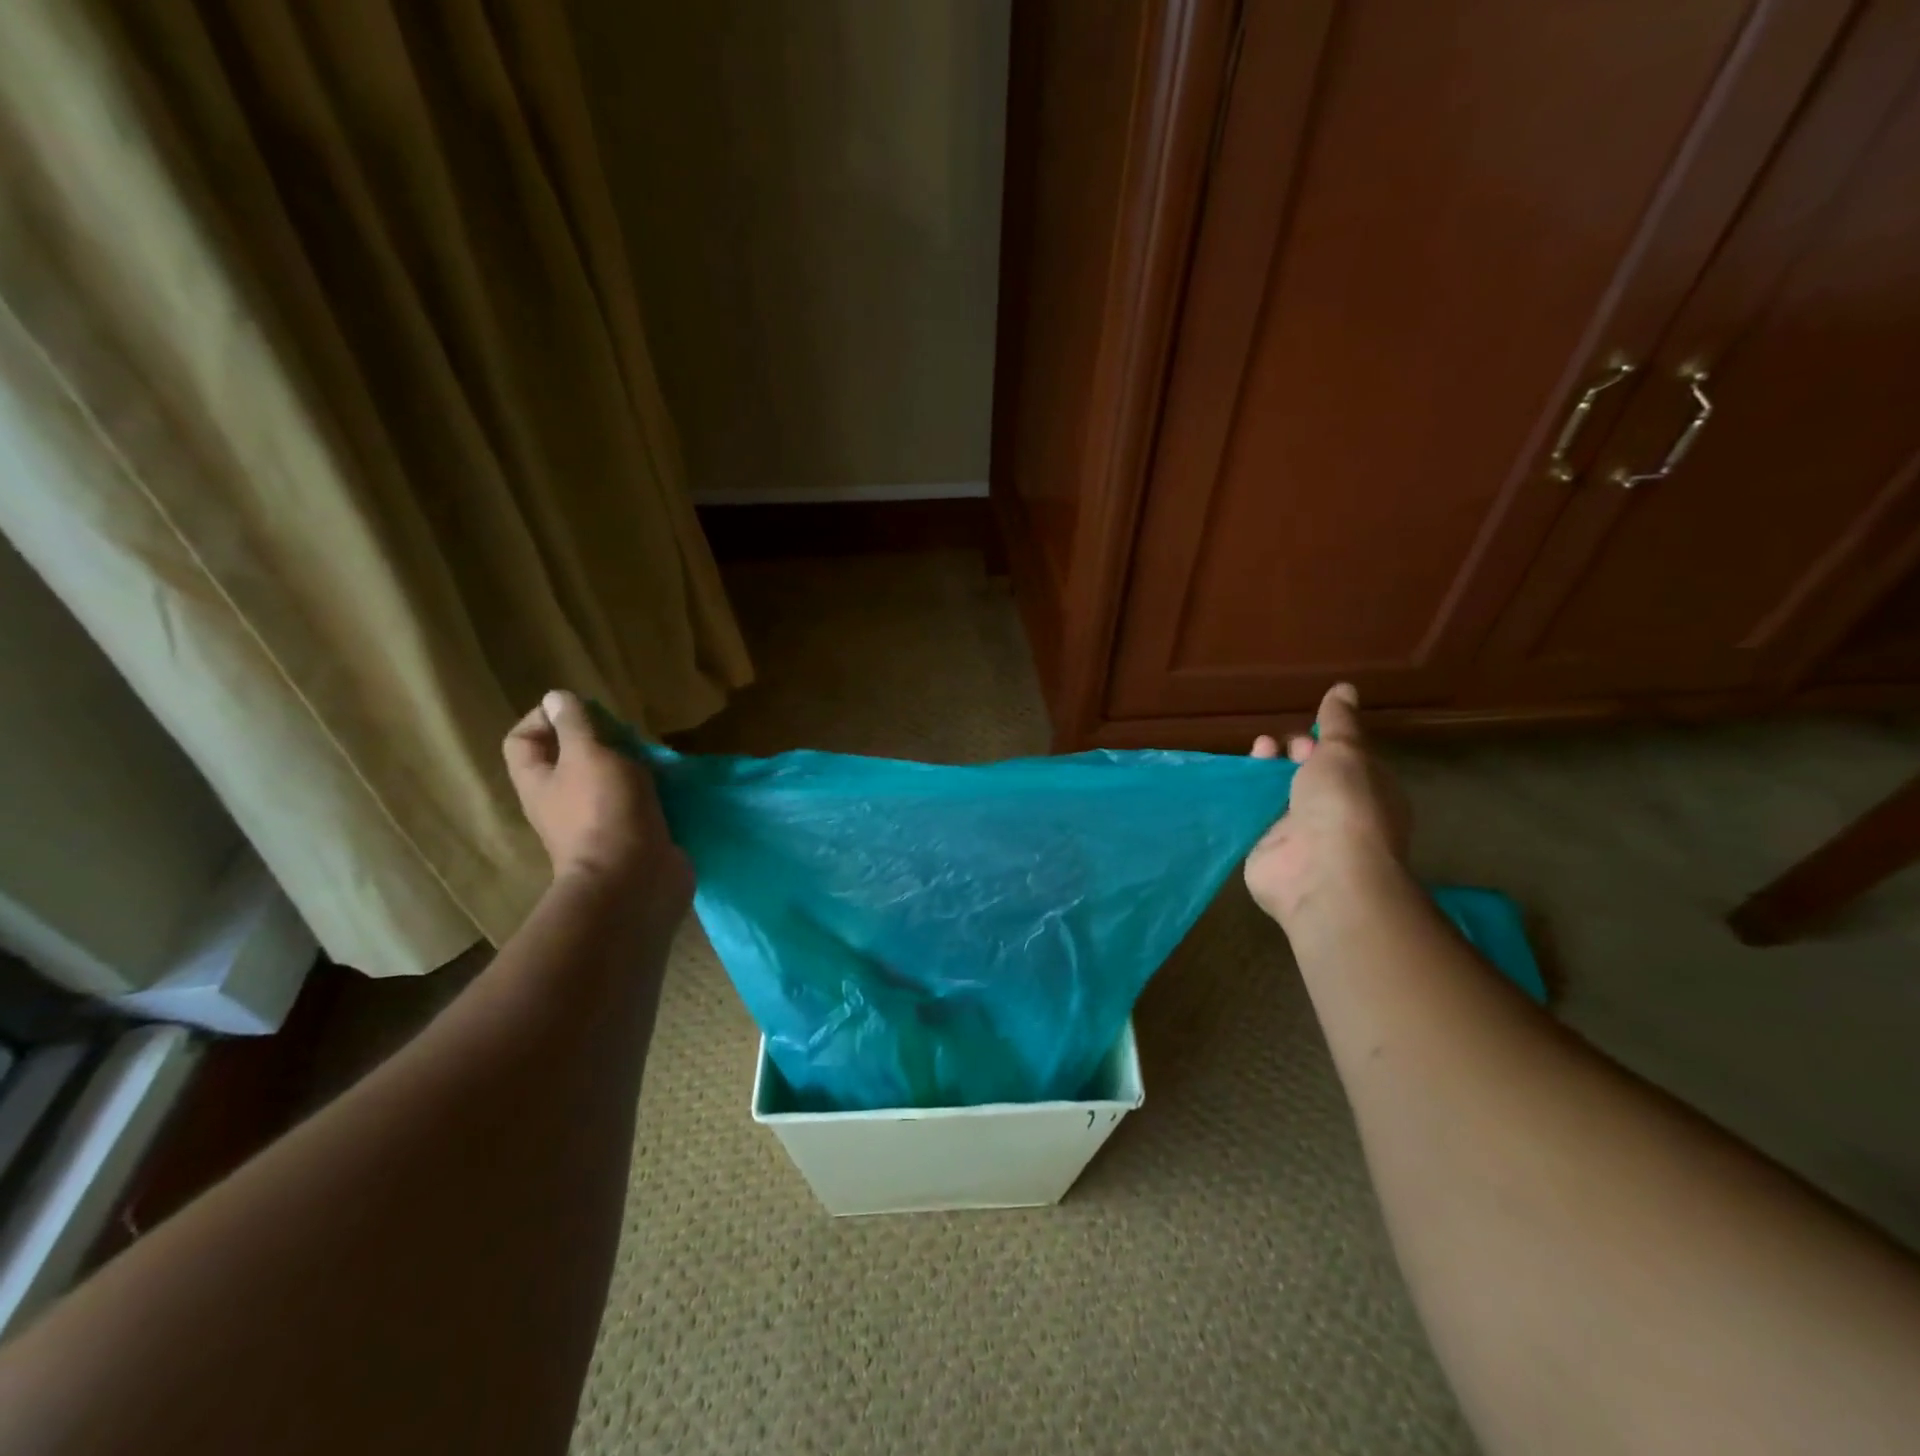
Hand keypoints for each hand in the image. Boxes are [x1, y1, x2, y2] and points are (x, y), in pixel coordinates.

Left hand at [502, 690, 690, 902]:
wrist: (634, 880)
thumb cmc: (604, 811)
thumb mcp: (587, 755)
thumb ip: (575, 725)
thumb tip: (557, 697)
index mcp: (540, 781)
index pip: (524, 739)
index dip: (545, 718)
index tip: (582, 711)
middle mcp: (562, 801)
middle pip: (572, 758)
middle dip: (600, 740)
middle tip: (627, 735)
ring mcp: (598, 820)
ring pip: (610, 780)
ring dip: (632, 765)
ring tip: (655, 757)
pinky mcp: (631, 834)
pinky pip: (638, 802)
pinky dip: (654, 790)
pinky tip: (672, 782)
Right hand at [1243, 683, 1409, 925]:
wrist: (1321, 871)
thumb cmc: (1345, 804)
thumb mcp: (1345, 750)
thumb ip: (1339, 722)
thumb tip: (1345, 688)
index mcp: (1367, 792)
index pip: (1345, 763)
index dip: (1325, 745)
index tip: (1306, 734)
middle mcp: (1336, 815)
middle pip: (1308, 779)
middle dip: (1291, 757)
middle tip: (1273, 746)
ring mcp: (1301, 836)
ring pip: (1278, 797)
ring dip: (1265, 775)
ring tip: (1254, 753)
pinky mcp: (1266, 851)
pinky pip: (1252, 821)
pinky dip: (1241, 802)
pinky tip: (1229, 785)